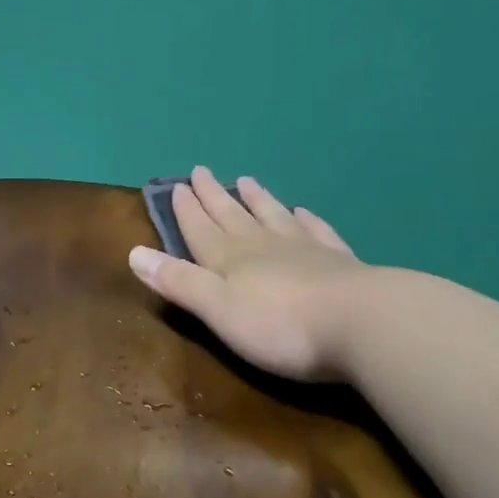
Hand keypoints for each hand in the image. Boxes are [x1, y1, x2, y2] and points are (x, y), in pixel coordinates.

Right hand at [128, 166, 367, 381]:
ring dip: (257, 199)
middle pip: (233, 216)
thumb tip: (134, 253)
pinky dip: (306, 219)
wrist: (364, 324)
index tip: (177, 185)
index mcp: (230, 260)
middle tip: (202, 171)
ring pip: (273, 216)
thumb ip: (179, 282)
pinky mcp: (340, 262)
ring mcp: (305, 250)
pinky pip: (317, 231)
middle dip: (214, 196)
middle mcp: (263, 246)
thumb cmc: (281, 326)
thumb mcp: (218, 310)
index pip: (201, 229)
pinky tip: (304, 211)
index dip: (187, 209)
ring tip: (246, 180)